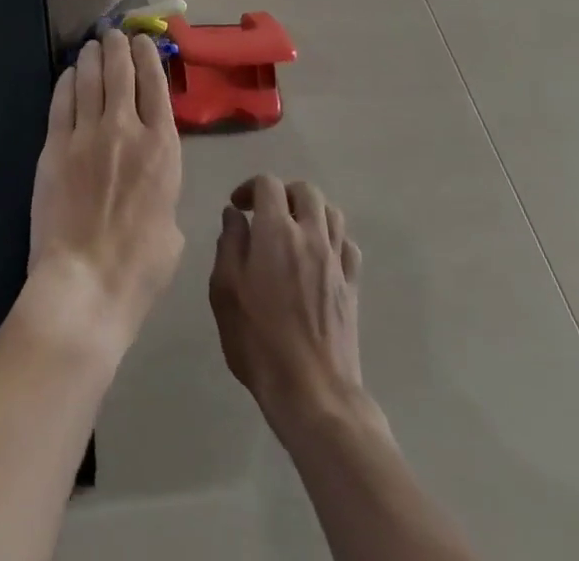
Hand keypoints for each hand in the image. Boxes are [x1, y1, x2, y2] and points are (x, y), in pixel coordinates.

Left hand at [24, 30, 183, 361]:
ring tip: (92, 46)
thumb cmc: (140, 266)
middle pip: (121, 71)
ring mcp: (87, 133)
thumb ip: (163, 185)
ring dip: (92, 57)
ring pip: (90, 78)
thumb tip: (149, 173)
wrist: (86, 283)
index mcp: (162, 148)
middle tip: (114, 35)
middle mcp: (126, 128)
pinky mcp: (55, 144)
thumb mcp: (172, 223)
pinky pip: (62, 100)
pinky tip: (70, 74)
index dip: (149, 57)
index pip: (155, 85)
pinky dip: (67, 81)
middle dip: (118, 47)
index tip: (143, 43)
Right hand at [209, 175, 365, 426]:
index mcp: (276, 232)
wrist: (314, 395)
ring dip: (310, 212)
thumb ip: (229, 244)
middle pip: (306, 191)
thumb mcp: (226, 291)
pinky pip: (348, 245)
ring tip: (292, 230)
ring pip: (332, 213)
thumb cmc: (259, 342)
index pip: (269, 185)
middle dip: (283, 193)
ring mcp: (337, 262)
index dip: (250, 187)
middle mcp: (311, 237)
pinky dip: (332, 239)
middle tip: (265, 214)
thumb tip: (235, 215)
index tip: (237, 207)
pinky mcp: (352, 287)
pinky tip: (318, 256)